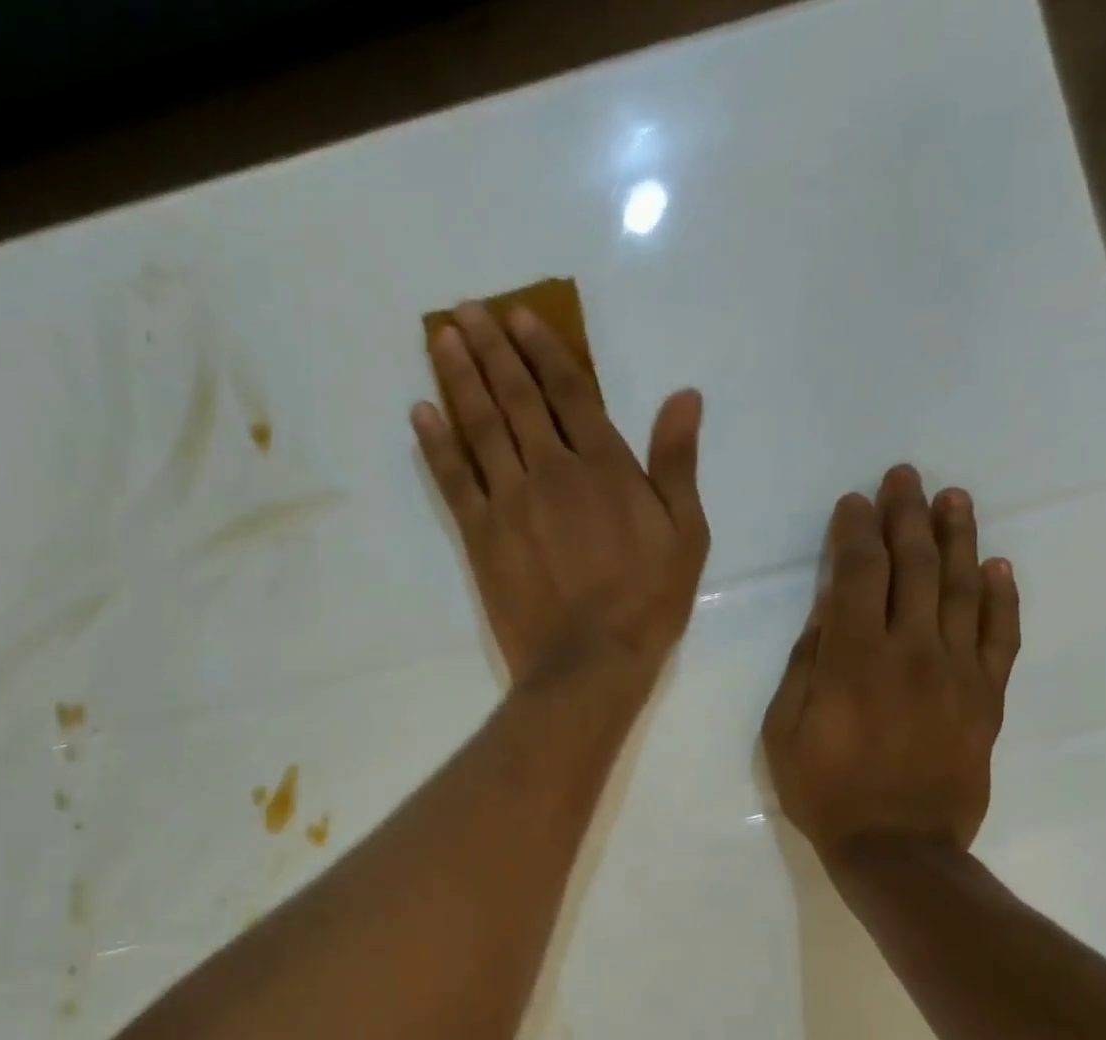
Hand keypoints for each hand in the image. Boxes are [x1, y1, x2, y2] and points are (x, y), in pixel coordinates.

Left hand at [413, 303, 708, 690]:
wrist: (589, 661)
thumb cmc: (645, 603)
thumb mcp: (685, 534)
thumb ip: (677, 464)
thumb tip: (683, 396)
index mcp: (604, 466)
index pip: (568, 391)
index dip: (541, 349)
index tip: (517, 316)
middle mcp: (551, 470)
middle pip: (515, 398)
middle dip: (490, 350)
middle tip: (464, 311)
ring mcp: (510, 502)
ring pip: (480, 427)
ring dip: (459, 379)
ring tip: (441, 339)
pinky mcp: (481, 537)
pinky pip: (454, 480)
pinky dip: (435, 444)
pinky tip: (420, 413)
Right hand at [763, 465, 1019, 870]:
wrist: (898, 847)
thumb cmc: (825, 790)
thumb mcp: (785, 731)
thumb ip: (806, 667)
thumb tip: (826, 617)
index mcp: (853, 659)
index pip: (858, 576)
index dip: (855, 533)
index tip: (854, 502)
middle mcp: (911, 651)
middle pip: (914, 568)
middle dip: (906, 516)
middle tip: (904, 476)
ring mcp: (957, 671)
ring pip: (962, 589)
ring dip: (957, 538)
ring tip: (952, 498)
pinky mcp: (986, 696)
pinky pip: (1000, 635)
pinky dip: (1002, 596)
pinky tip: (998, 565)